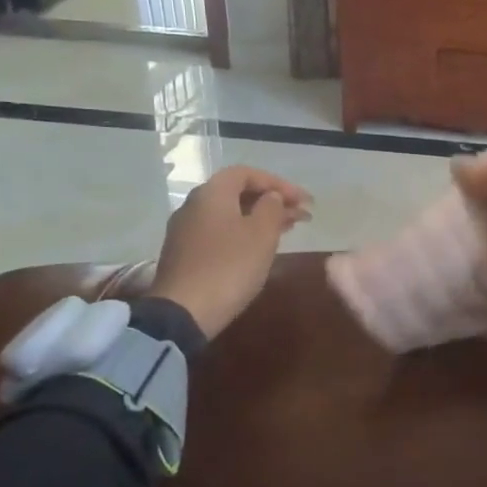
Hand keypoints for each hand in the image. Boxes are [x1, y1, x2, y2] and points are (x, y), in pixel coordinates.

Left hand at [150, 166, 311, 340]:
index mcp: (212, 193)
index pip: (248, 173)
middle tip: (301, 214)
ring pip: (230, 214)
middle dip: (272, 200)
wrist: (182, 313)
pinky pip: (220, 232)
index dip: (279, 183)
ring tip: (289, 229)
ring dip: (260, 218)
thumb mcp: (261, 234)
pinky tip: (260, 248)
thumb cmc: (229, 266)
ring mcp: (186, 231)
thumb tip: (272, 197)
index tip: (304, 200)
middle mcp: (194, 205)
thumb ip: (272, 208)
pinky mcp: (184, 254)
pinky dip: (244, 233)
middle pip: (238, 193)